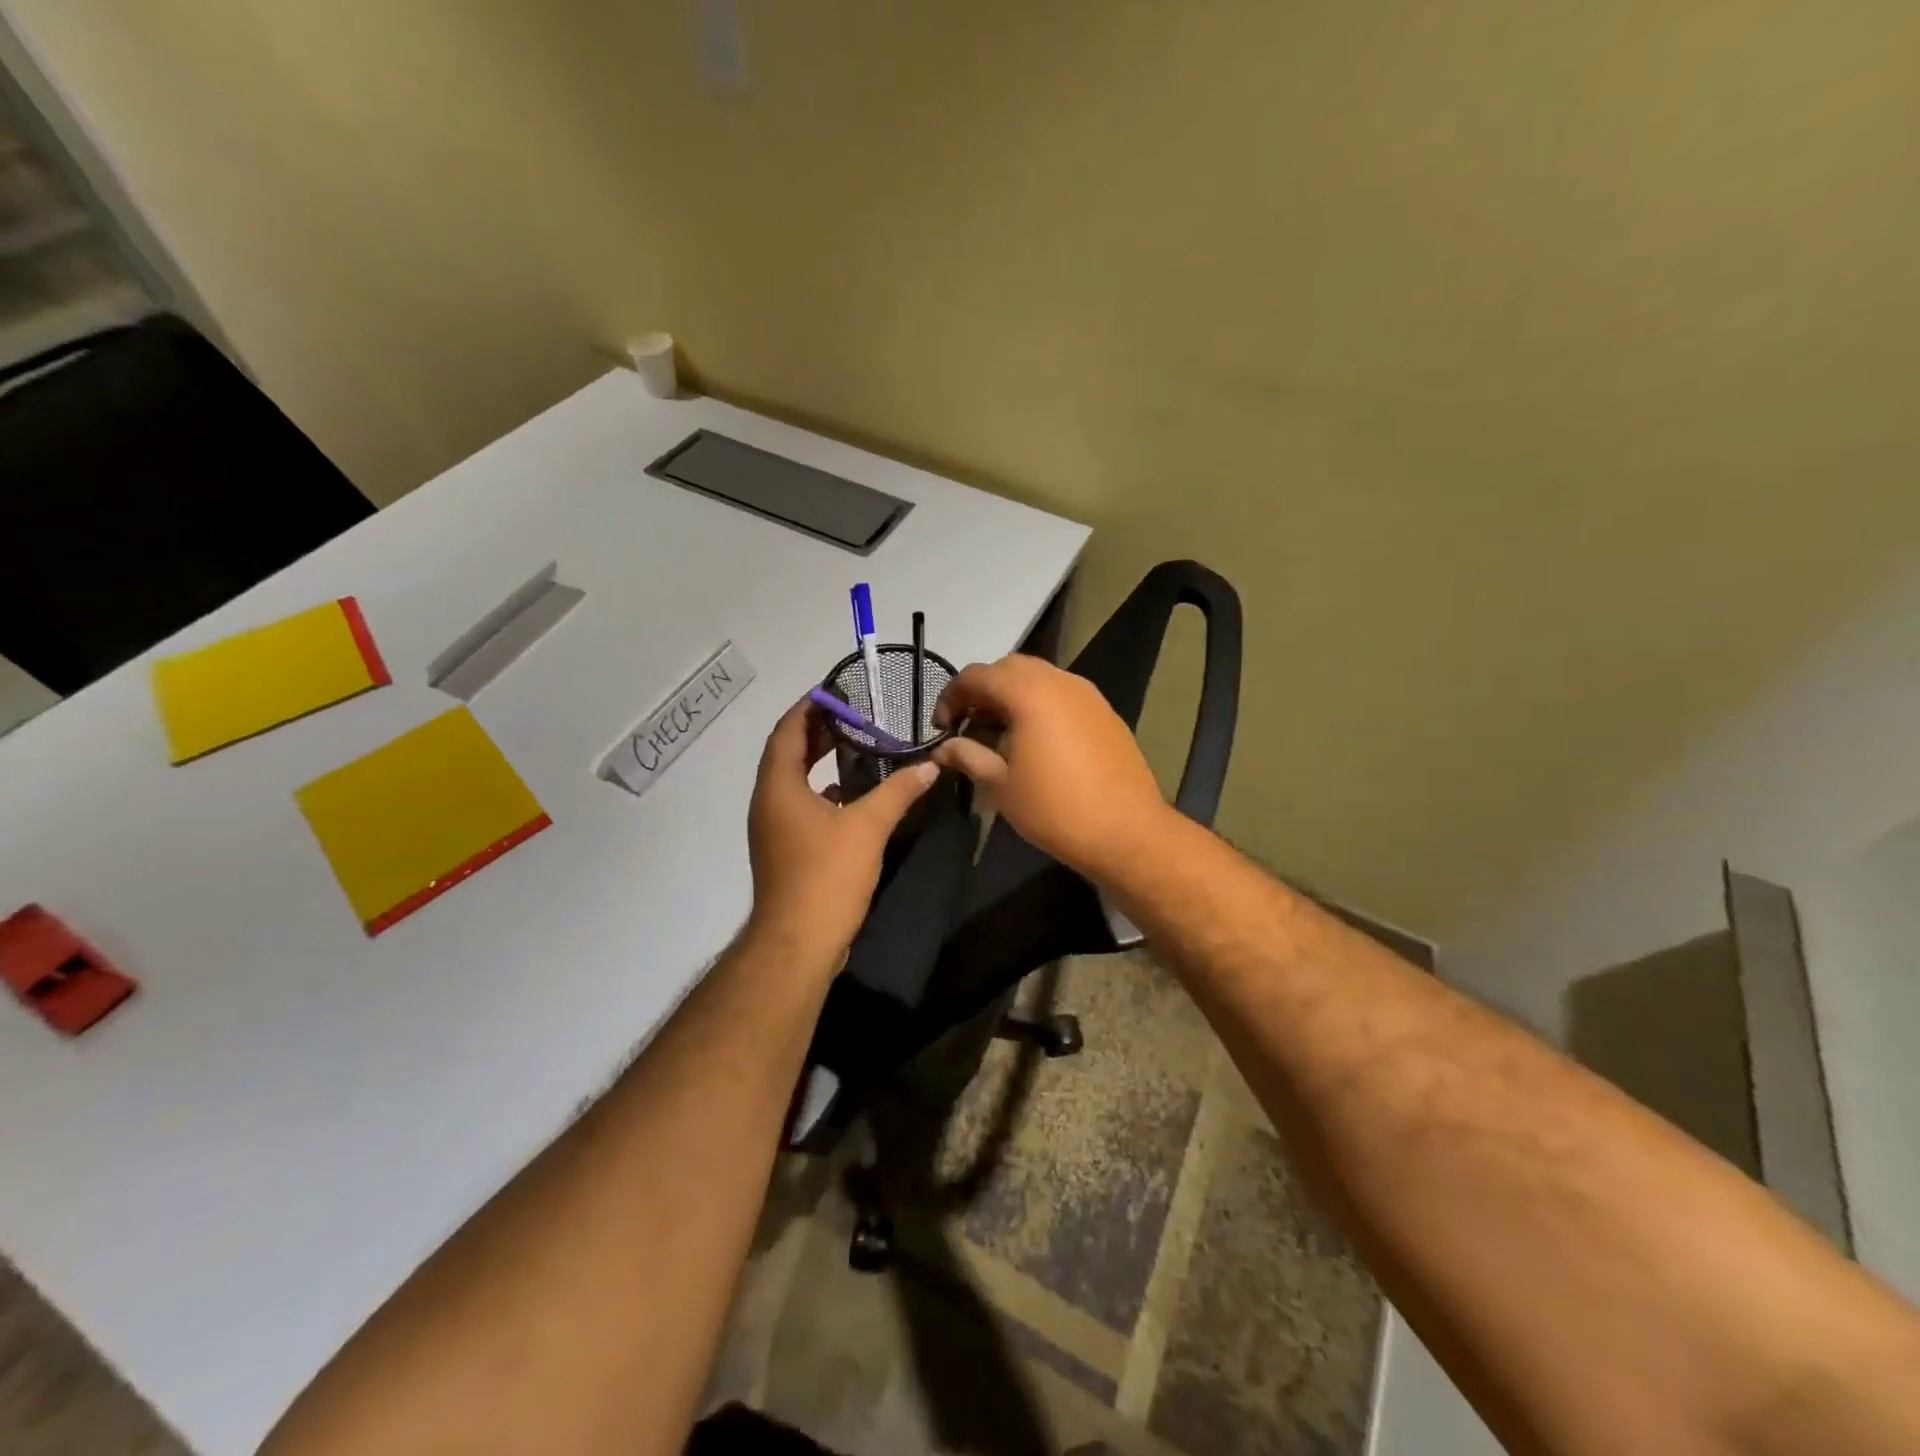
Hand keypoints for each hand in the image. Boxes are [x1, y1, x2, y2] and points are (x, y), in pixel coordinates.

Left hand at [745, 697, 937, 974]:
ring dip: (816, 759)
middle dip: (814, 731)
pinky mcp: (784, 849)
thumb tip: (930, 766)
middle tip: (849, 714)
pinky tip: (849, 793)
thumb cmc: (827, 875)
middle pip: (786, 753)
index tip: (834, 691)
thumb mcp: (868, 826)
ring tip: (851, 744)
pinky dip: (820, 790)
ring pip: (791, 781)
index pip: (787, 731)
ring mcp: (772, 828)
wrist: (798, 942)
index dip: (808, 708)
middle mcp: (768, 802)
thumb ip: (899, 791)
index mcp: (778, 787)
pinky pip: (798, 805)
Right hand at [930, 654, 1169, 880]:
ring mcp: (1088, 694)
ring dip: (1012, 695)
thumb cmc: (1055, 809)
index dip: (952, 695)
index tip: (942, 726)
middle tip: (968, 723)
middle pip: (1010, 668)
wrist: (1127, 832)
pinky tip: (1035, 739)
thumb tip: (943, 747)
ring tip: (998, 731)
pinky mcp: (1105, 712)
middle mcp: (1060, 681)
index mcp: (1029, 692)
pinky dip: (1040, 704)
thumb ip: (968, 756)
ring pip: (1039, 677)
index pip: (978, 675)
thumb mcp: (1001, 785)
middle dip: (983, 689)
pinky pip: (1063, 694)